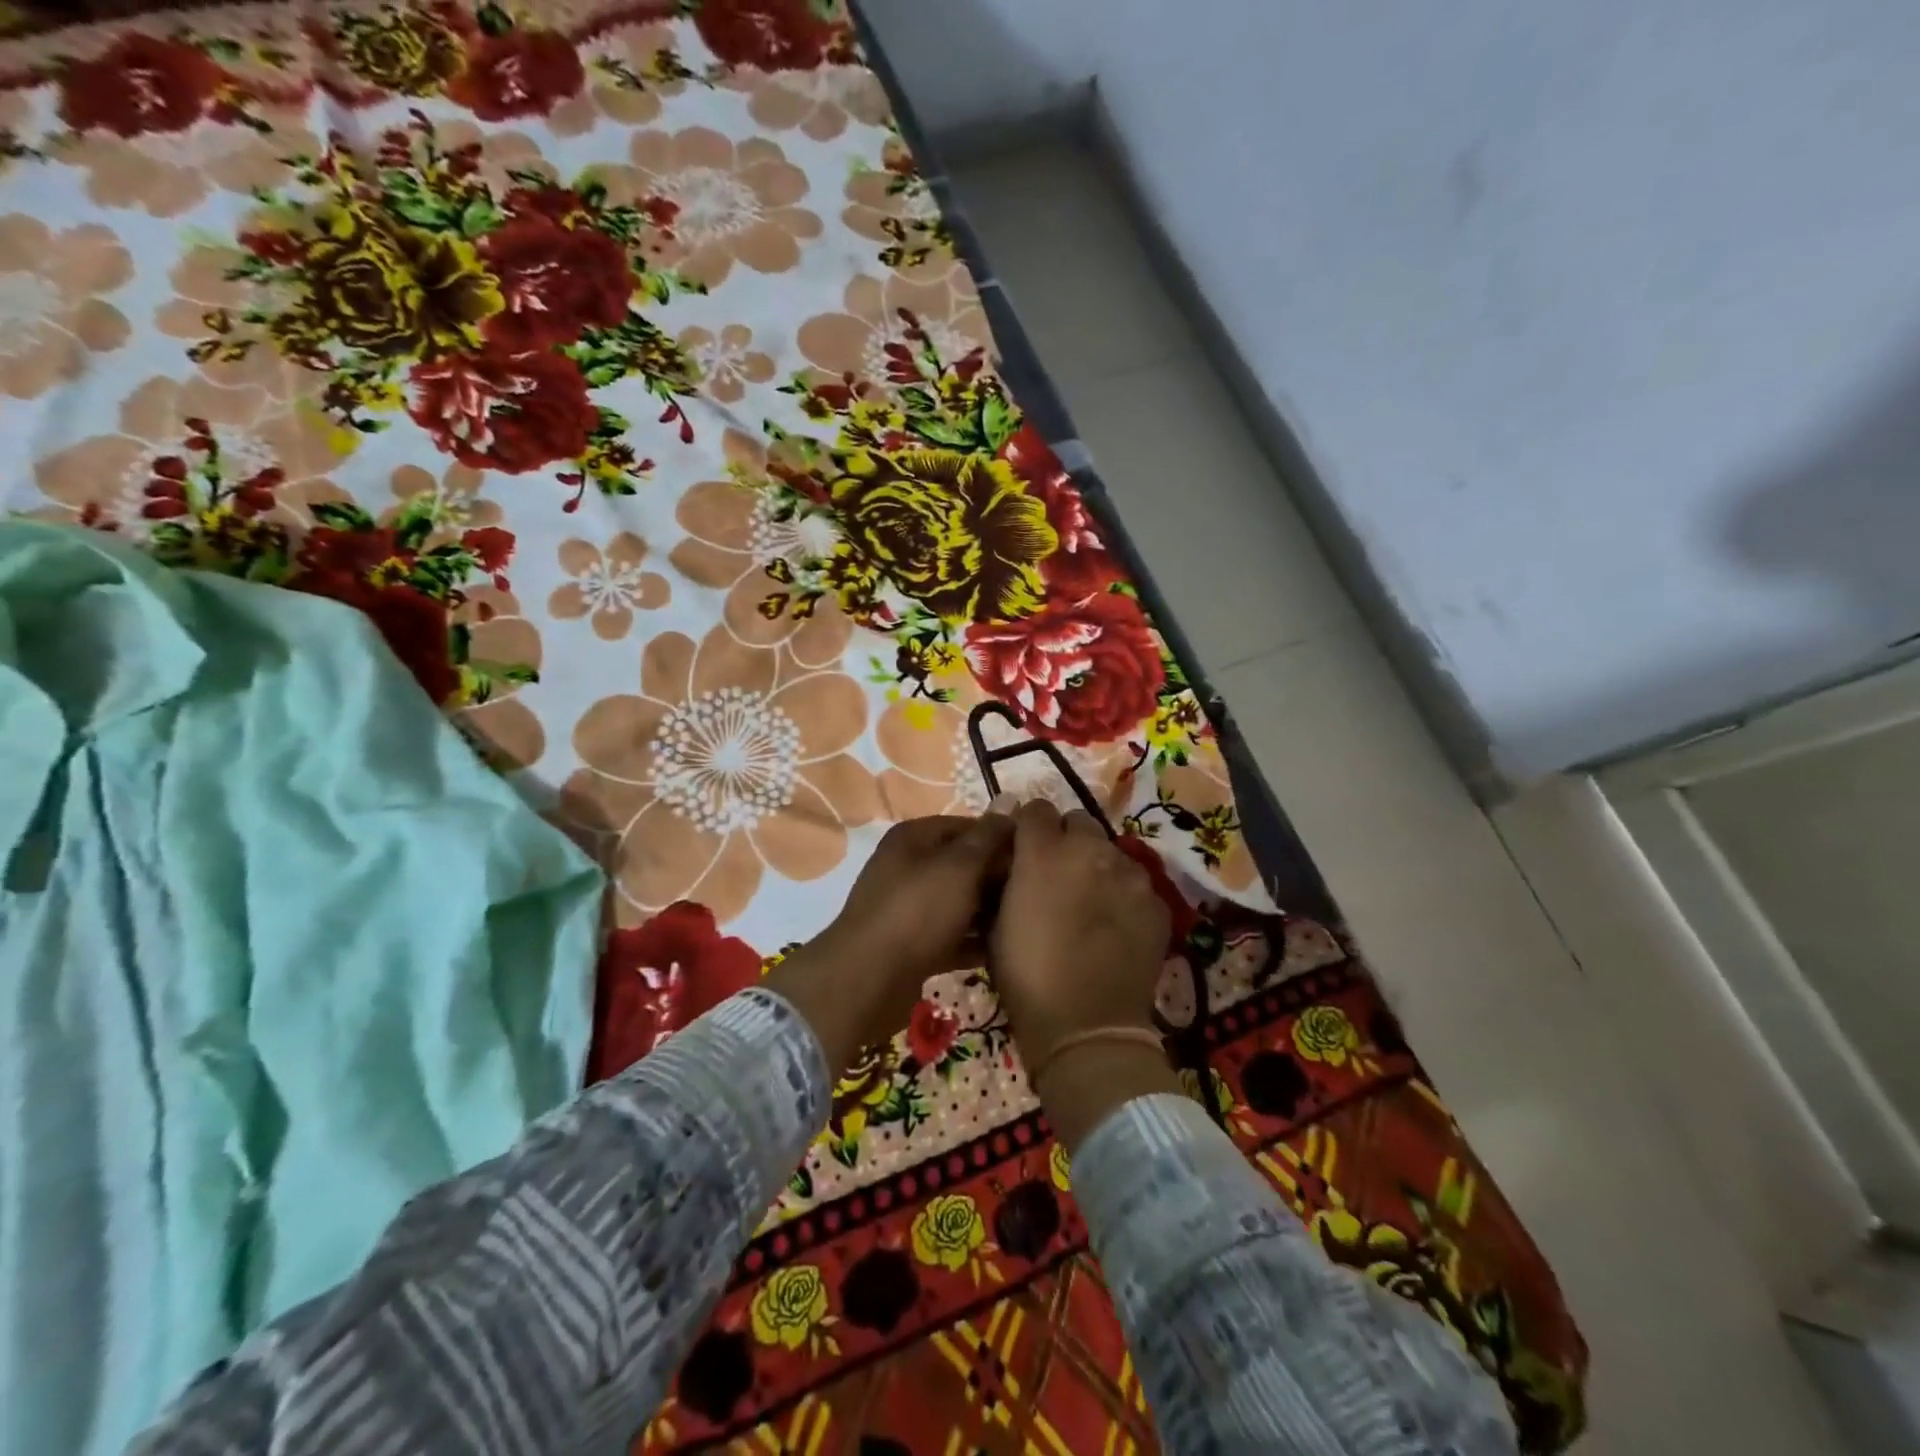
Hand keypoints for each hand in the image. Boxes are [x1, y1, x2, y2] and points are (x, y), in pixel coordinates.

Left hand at [771, 814, 1012, 1071]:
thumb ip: (988, 836)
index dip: (1003, 838)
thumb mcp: (959, 867)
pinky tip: (1005, 951)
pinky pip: (951, 935)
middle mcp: (908, 866)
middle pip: (965, 864)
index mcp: (914, 837)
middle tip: (1036, 894)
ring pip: (959, 902)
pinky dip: (973, 941)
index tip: (1037, 857)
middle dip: (998, 877)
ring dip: (989, 912)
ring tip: (1027, 923)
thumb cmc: (918, 911)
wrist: (869, 980)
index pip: (969, 825)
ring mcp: (908, 907)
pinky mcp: (912, 944)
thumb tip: (1010, 799)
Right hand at [989, 800, 1169, 1068]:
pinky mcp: (1156, 901)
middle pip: (1078, 822)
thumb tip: (1012, 863)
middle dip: (1066, 840)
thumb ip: (1006, 880)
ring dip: (1097, 866)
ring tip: (1091, 903)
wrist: (1086, 1027)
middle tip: (1058, 875)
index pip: (1035, 809)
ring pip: (1111, 851)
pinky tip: (1116, 927)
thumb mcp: (995, 923)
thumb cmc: (1026, 976)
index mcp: (1043, 851)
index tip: (1024, 848)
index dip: (1028, 827)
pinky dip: (1124, 895)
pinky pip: (1136, 883)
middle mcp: (1090, 849)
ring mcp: (1129, 873)